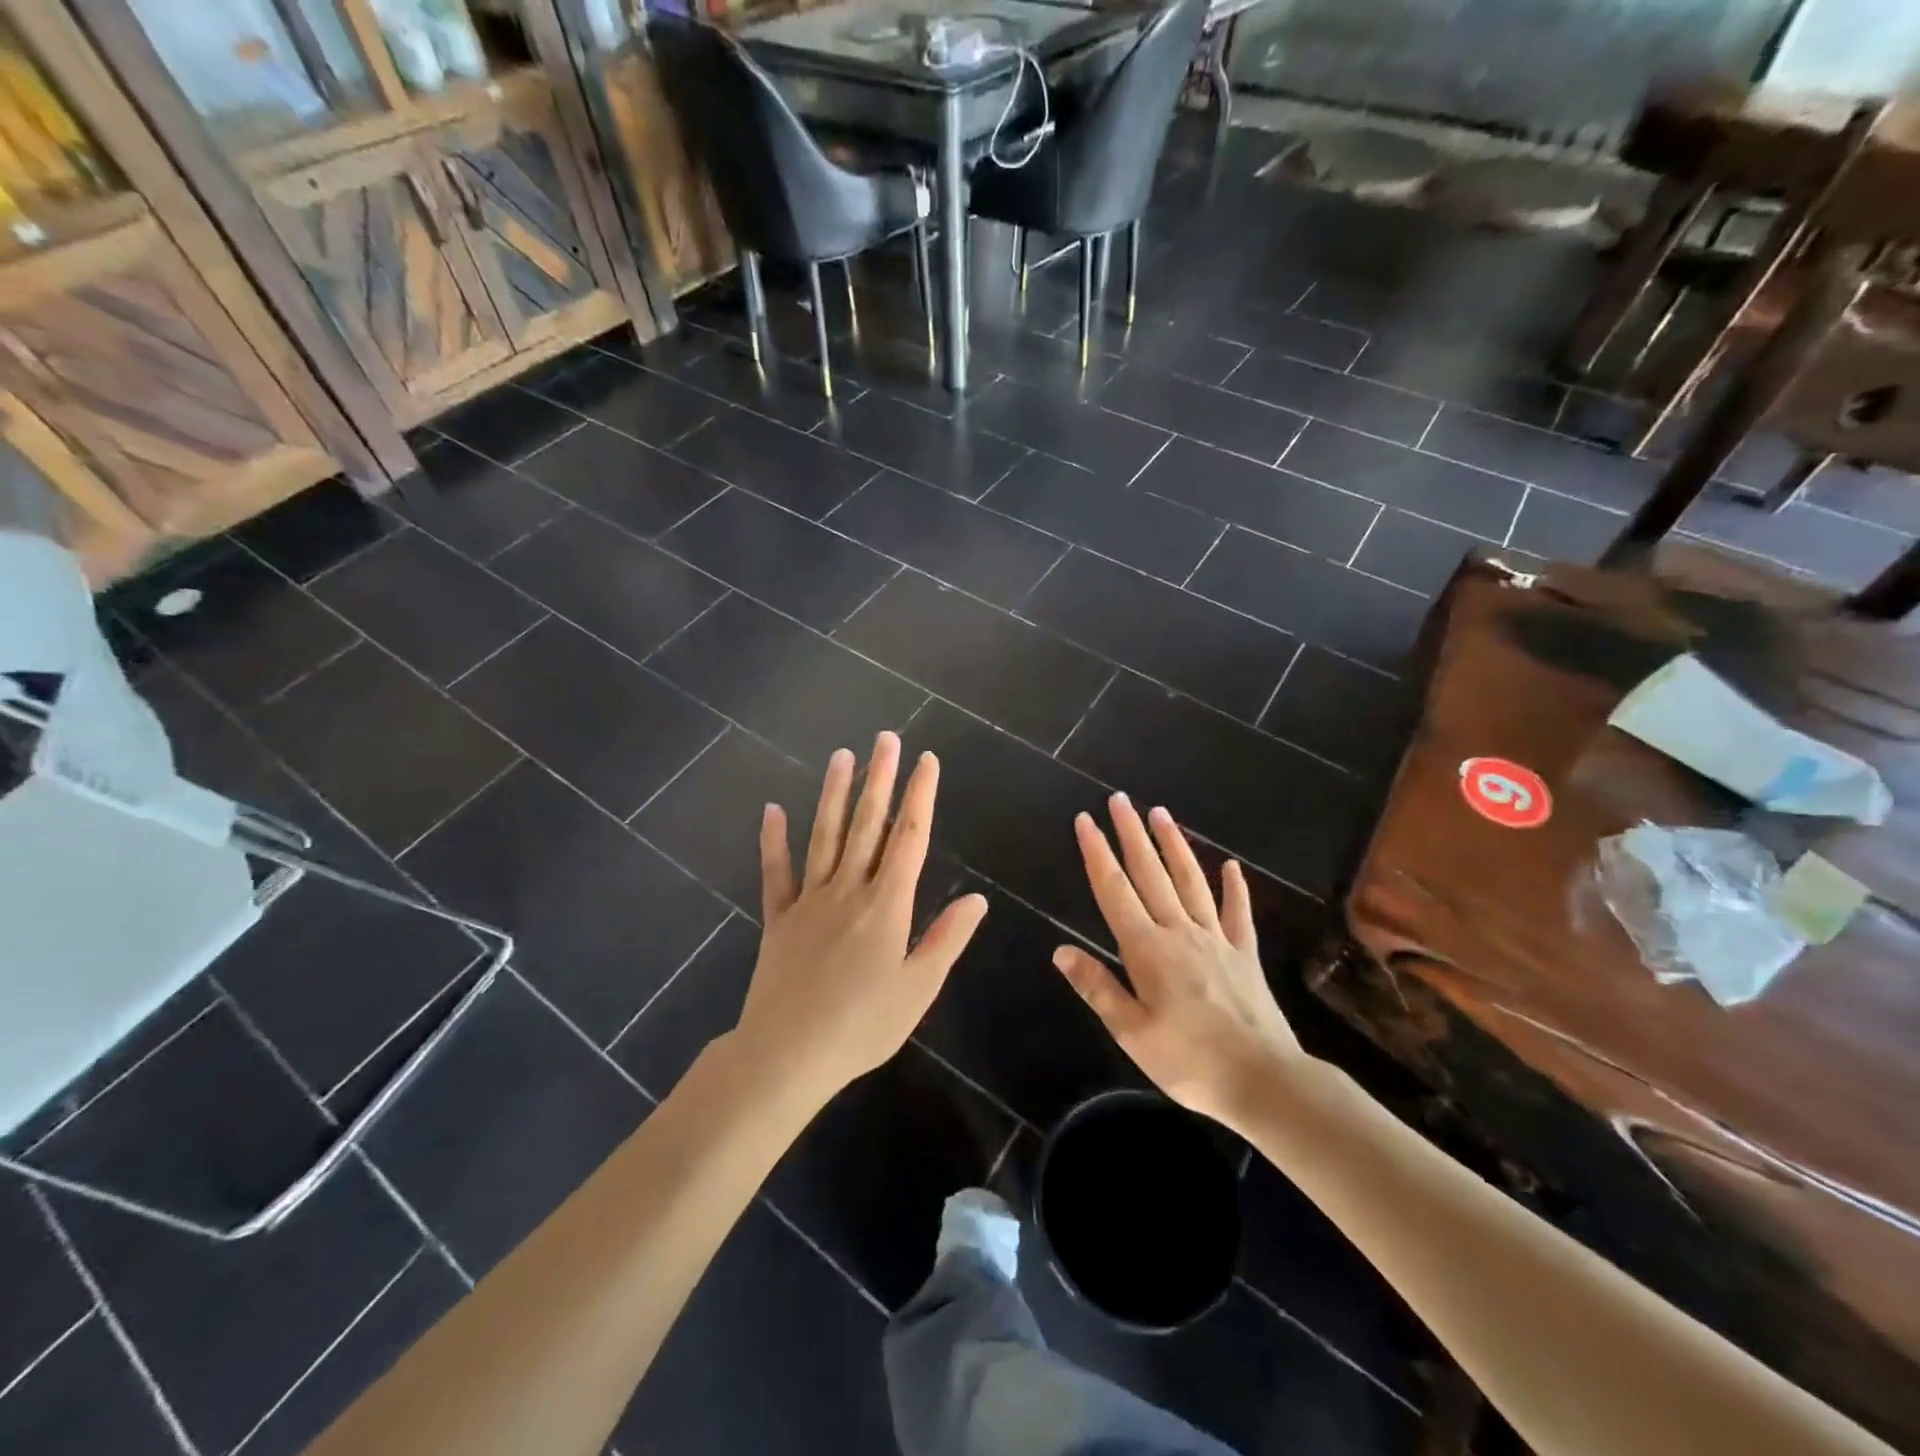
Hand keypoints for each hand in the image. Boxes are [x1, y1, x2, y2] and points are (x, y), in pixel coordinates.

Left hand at [731, 732, 987, 1104]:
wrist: (787, 1055)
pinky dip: (774, 840)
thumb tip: (977, 898)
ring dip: (834, 793)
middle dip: (879, 779)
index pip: (909, 838)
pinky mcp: (778, 918)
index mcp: (886, 905)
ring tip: (842, 756)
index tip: (927, 760)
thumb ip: (946, 939)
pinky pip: (776, 872)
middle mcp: (848, 890)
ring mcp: (809, 900)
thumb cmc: (862, 1026)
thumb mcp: (918, 989)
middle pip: (867, 824)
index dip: (920, 796)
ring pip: (824, 835)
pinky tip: (773, 810)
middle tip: (885, 738)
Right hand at [1053, 794, 1304, 1129]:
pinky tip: (1231, 867)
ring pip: (1191, 881)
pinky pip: (1238, 913)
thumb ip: (1097, 987)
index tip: (1086, 821)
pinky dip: (1234, 888)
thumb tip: (1060, 950)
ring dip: (1174, 845)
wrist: (1265, 1081)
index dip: (1097, 854)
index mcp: (1148, 949)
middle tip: (1120, 799)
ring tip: (1160, 813)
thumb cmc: (1189, 1061)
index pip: (1114, 891)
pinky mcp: (1245, 954)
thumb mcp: (1131, 1033)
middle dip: (1132, 834)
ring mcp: (1216, 939)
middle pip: (1151, 873)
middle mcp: (1180, 932)